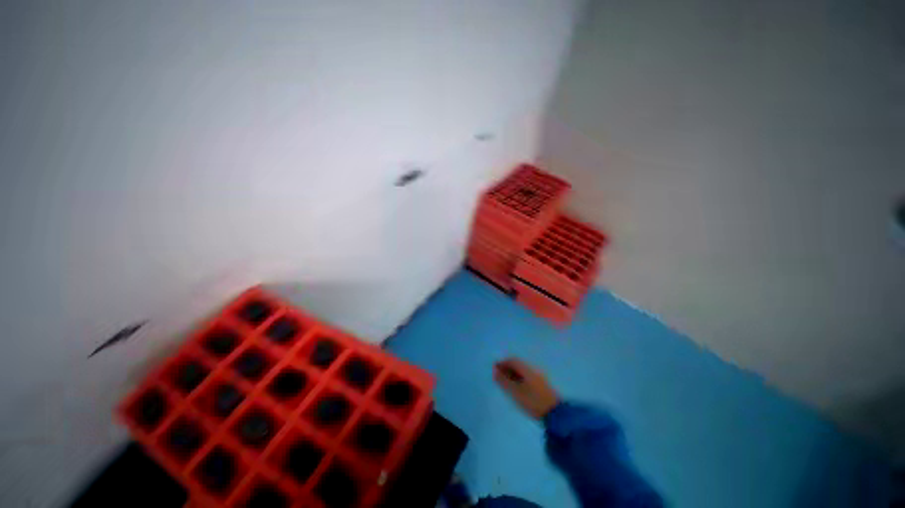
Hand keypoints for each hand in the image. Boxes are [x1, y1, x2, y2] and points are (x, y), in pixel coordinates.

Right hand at [493, 357, 559, 419]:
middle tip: (498, 377)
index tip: (494, 369)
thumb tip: (495, 371)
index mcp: (526, 369)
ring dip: (513, 375)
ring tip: (506, 384)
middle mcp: (533, 370)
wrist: (556, 415)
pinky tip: (517, 389)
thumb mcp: (515, 392)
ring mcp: (539, 378)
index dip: (502, 363)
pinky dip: (519, 380)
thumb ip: (504, 381)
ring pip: (523, 372)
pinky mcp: (542, 387)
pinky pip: (527, 378)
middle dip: (507, 368)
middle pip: (518, 365)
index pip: (513, 360)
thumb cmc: (533, 401)